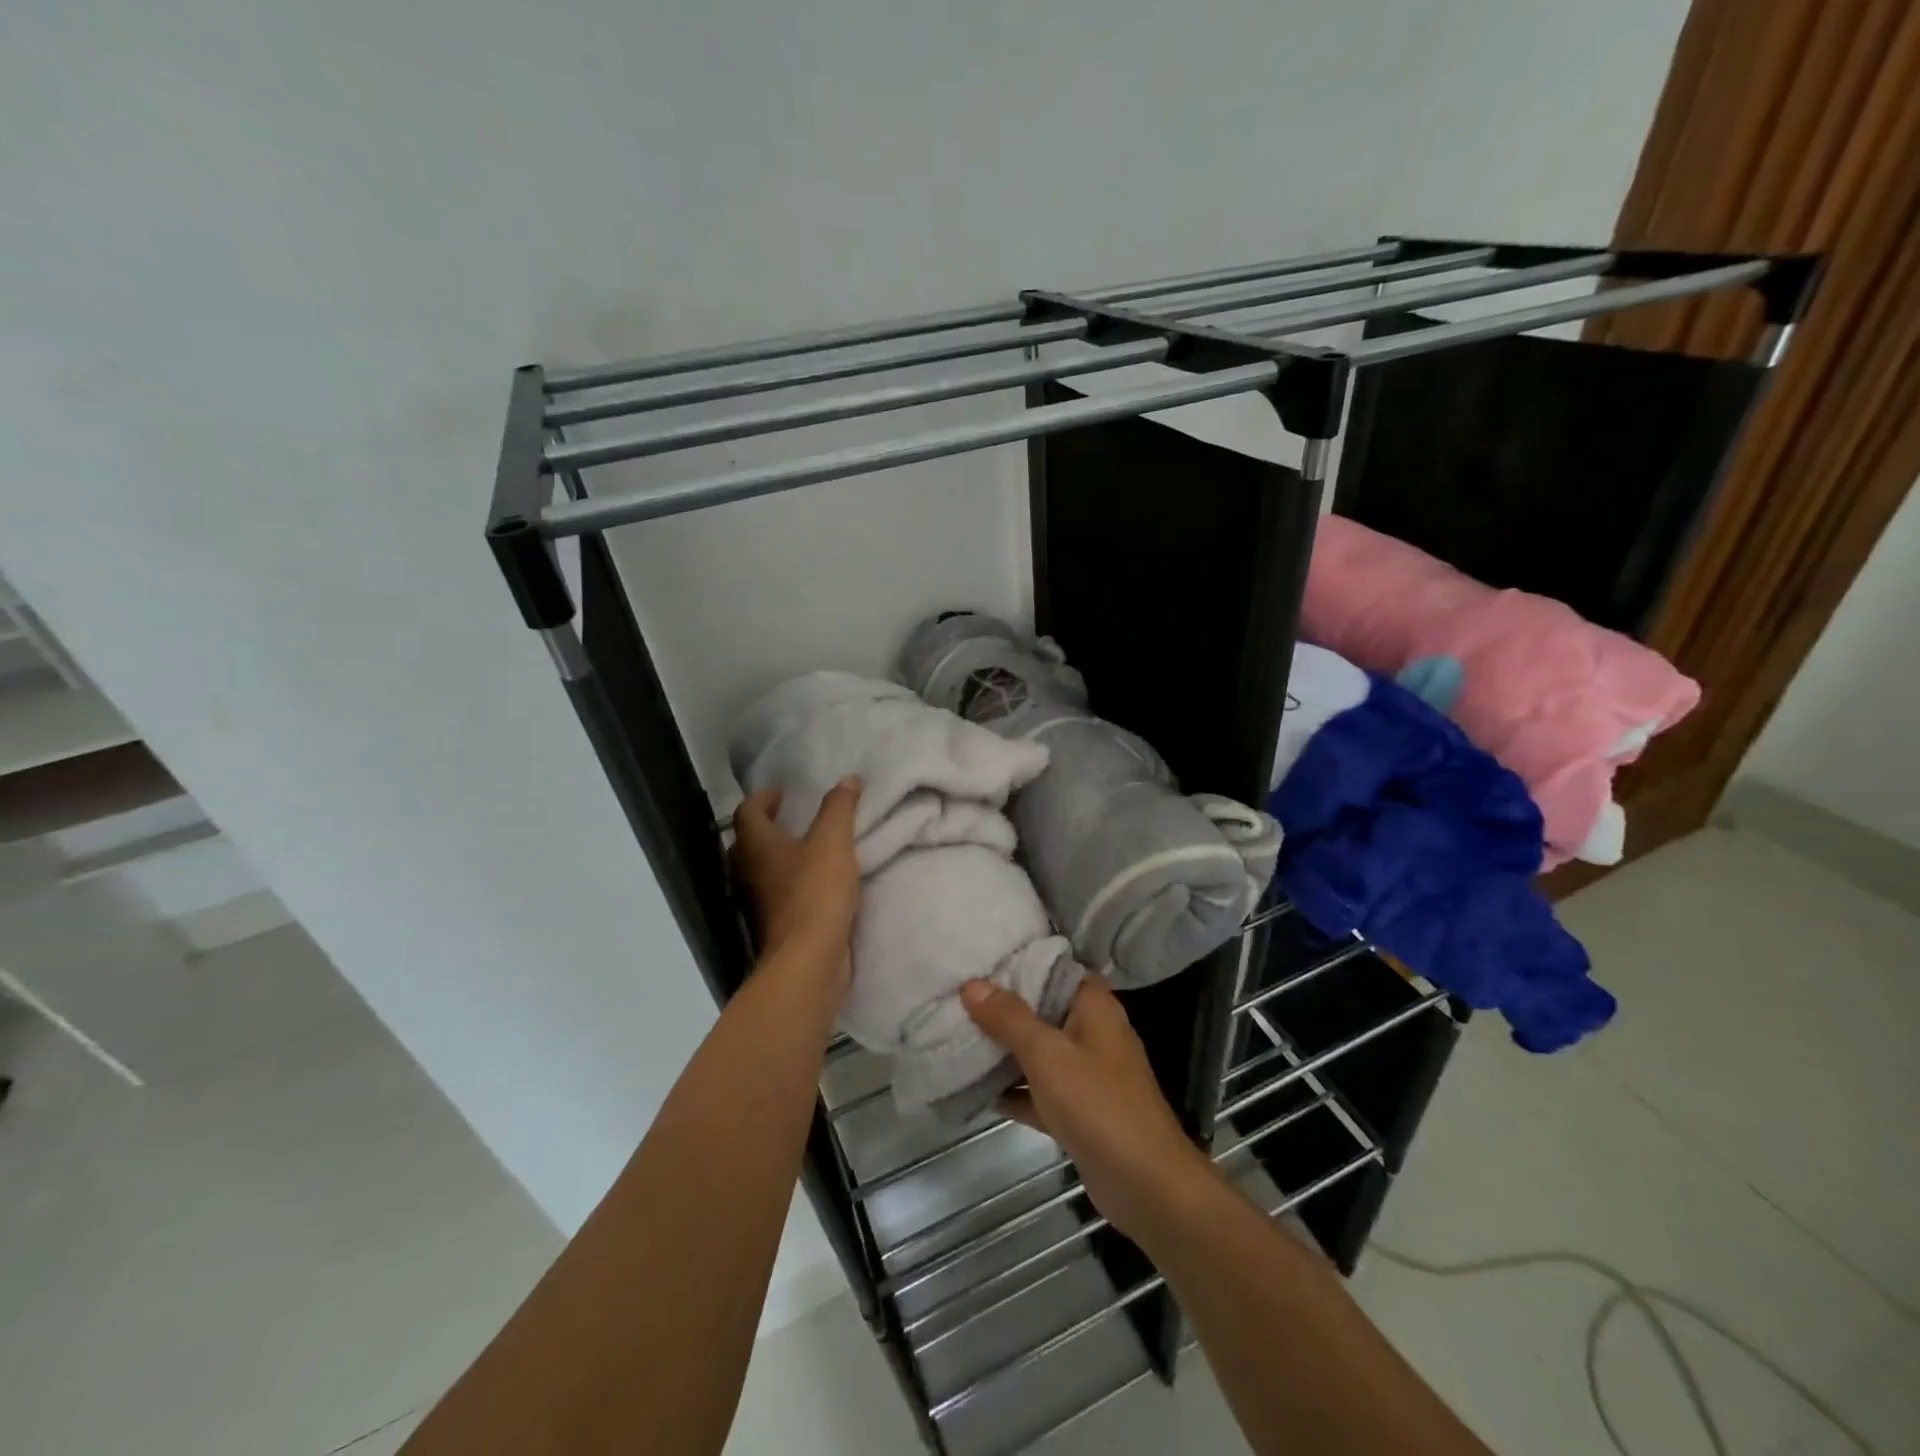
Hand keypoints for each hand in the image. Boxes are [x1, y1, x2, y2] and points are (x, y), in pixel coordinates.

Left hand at [730, 779, 861, 977]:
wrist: (808, 959)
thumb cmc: (815, 892)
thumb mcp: (833, 841)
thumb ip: (839, 808)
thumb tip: (847, 779)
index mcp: (755, 844)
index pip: (748, 811)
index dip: (764, 797)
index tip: (784, 792)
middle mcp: (746, 871)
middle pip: (748, 841)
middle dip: (768, 826)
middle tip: (794, 818)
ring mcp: (755, 902)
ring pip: (760, 869)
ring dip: (778, 856)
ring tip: (807, 848)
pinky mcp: (771, 925)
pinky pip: (775, 893)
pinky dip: (788, 882)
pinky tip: (814, 883)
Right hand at [960, 975, 1216, 1245]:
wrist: (1145, 1184)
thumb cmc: (1097, 1103)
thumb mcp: (1046, 1053)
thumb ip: (1008, 1018)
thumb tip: (971, 983)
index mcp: (1094, 1006)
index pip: (1056, 968)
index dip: (1021, 962)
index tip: (981, 960)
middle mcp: (1093, 1032)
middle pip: (1043, 1010)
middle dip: (1003, 1008)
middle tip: (958, 997)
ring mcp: (1088, 1074)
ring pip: (1039, 1052)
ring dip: (1005, 1050)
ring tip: (957, 1036)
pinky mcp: (1079, 1111)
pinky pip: (1040, 1090)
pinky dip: (1015, 1090)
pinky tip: (976, 1090)